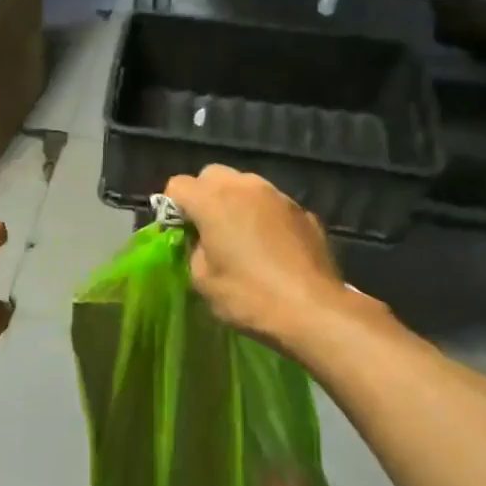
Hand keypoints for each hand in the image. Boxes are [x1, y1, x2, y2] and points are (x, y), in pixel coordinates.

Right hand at [163, 166, 354, 352]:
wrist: (314, 311)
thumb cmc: (249, 297)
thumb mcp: (203, 281)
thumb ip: (194, 250)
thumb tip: (202, 241)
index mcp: (213, 201)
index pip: (177, 185)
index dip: (172, 208)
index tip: (179, 233)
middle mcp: (246, 187)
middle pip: (212, 175)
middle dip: (204, 196)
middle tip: (207, 230)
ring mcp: (279, 196)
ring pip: (246, 185)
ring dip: (236, 203)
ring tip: (240, 236)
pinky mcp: (304, 211)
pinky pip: (272, 204)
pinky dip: (264, 217)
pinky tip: (271, 248)